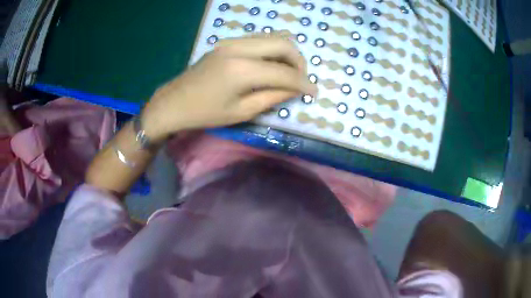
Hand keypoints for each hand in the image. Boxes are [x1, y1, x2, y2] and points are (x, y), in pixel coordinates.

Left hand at [141, 35, 316, 140]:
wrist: (173, 102)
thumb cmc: (204, 113)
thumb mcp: (241, 112)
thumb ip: (272, 97)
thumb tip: (295, 89)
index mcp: (242, 70)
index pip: (284, 71)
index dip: (303, 82)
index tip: (314, 92)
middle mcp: (239, 47)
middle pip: (283, 42)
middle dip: (299, 61)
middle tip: (300, 80)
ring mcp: (232, 41)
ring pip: (273, 37)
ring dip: (286, 53)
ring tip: (287, 73)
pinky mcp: (228, 42)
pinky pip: (259, 39)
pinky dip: (272, 50)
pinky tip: (271, 65)